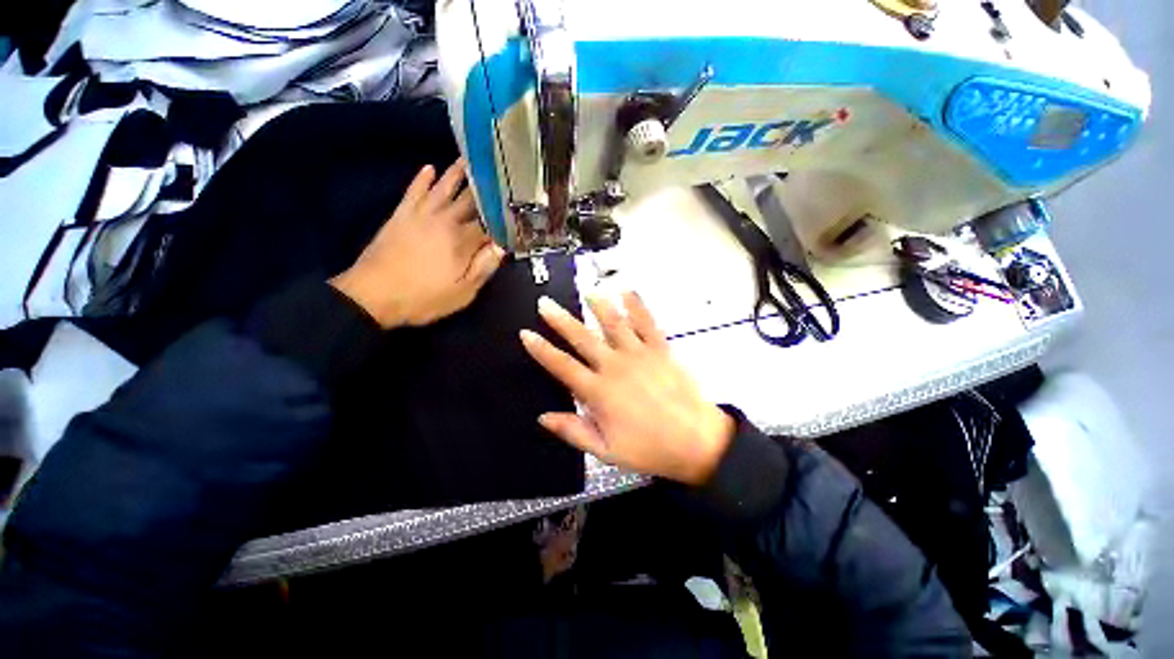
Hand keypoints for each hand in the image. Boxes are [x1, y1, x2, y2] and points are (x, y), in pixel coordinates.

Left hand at [330, 159, 504, 327]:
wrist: (374, 295)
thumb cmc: (424, 298)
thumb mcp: (463, 292)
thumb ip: (484, 268)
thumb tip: (502, 247)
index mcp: (463, 241)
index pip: (489, 223)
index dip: (502, 216)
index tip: (514, 207)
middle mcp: (445, 221)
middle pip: (469, 201)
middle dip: (485, 188)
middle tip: (498, 171)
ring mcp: (421, 214)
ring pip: (443, 188)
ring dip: (457, 173)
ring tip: (469, 159)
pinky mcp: (401, 215)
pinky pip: (414, 191)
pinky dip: (422, 179)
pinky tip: (429, 168)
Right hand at [520, 293, 735, 485]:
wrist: (695, 441)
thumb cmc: (648, 448)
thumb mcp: (606, 450)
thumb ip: (573, 431)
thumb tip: (543, 417)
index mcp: (598, 392)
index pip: (562, 366)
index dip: (541, 350)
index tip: (526, 333)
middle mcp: (614, 367)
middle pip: (582, 338)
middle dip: (560, 320)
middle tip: (545, 303)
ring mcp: (639, 355)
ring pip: (613, 324)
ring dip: (598, 306)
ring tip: (587, 291)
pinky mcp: (660, 349)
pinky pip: (647, 323)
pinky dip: (637, 306)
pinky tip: (627, 291)